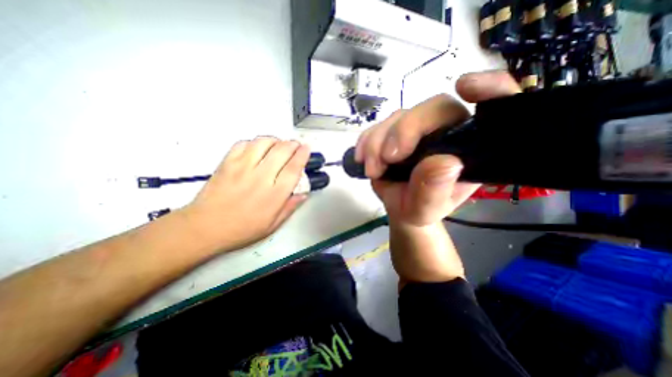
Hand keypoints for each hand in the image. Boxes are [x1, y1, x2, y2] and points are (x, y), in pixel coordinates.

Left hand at [182, 138, 310, 251]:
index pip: (293, 168)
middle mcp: (261, 177)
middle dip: (292, 144)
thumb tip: (303, 194)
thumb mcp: (272, 225)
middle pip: (281, 151)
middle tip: (295, 145)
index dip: (302, 155)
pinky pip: (243, 144)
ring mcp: (242, 167)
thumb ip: (289, 207)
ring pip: (263, 142)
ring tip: (278, 145)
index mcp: (274, 194)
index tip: (307, 148)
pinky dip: (254, 142)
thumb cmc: (242, 229)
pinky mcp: (227, 163)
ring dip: (274, 140)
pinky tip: (257, 148)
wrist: (204, 227)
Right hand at [356, 71, 517, 225]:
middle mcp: (445, 131)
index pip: (492, 106)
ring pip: (398, 117)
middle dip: (404, 131)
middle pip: (432, 108)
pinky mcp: (393, 131)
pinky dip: (366, 141)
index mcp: (468, 146)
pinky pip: (377, 126)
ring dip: (378, 142)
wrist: (399, 207)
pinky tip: (362, 158)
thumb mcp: (426, 209)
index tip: (466, 86)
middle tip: (388, 158)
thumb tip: (443, 162)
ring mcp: (416, 128)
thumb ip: (434, 191)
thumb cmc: (420, 208)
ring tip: (373, 170)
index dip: (490, 87)